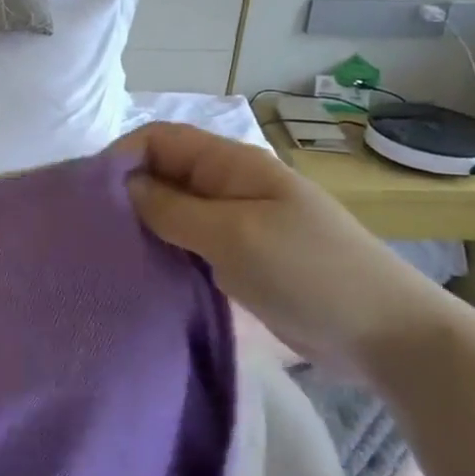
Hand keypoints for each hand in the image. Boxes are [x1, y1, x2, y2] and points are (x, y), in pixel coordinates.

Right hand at [116, 122, 466, 380]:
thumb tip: (125, 187)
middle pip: (163, 174)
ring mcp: (235, 224)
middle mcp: (229, 187)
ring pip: (173, 211)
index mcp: (231, 165)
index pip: (160, 140)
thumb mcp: (233, 235)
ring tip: (109, 254)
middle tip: (91, 231)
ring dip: (144, 226)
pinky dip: (165, 252)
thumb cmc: (309, 272)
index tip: (89, 197)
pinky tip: (143, 273)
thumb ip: (173, 209)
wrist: (385, 335)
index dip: (122, 158)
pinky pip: (189, 244)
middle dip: (127, 194)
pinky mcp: (239, 259)